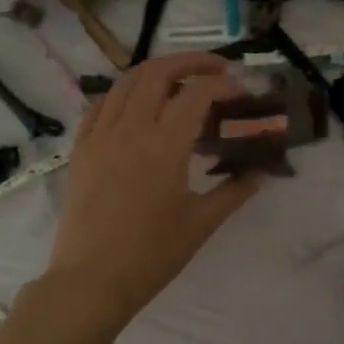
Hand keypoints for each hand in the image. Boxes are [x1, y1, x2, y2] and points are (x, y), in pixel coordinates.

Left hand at [43, 53, 260, 319]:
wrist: (90, 282)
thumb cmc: (151, 256)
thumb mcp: (201, 223)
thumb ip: (234, 191)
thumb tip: (262, 172)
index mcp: (164, 146)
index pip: (197, 93)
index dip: (224, 84)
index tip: (242, 91)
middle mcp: (130, 129)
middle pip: (159, 72)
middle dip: (192, 61)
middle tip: (216, 69)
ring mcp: (100, 136)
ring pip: (127, 81)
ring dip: (157, 71)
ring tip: (180, 80)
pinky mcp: (81, 148)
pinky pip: (101, 104)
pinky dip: (124, 93)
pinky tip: (138, 104)